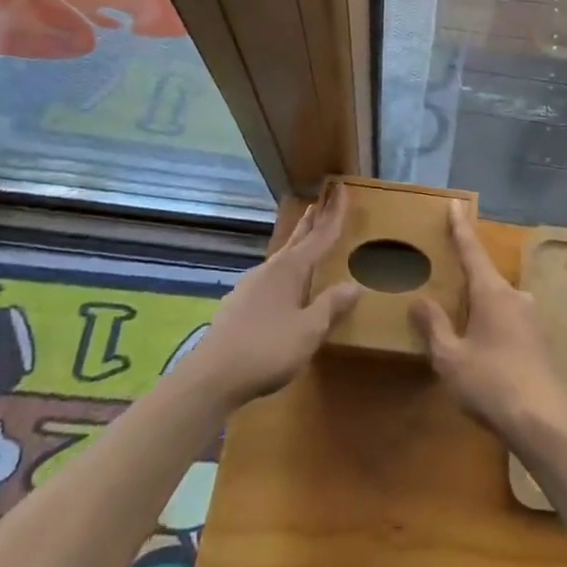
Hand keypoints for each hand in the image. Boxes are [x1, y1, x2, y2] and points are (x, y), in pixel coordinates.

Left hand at [186, 188, 361, 410]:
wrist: (212, 376)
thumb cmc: (267, 349)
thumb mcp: (308, 330)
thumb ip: (331, 306)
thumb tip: (354, 285)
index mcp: (290, 269)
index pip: (320, 236)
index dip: (334, 215)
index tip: (342, 189)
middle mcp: (270, 269)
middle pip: (296, 239)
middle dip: (311, 221)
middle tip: (321, 201)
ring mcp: (250, 285)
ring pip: (281, 256)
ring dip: (296, 243)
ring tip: (304, 237)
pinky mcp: (238, 304)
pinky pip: (269, 276)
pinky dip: (283, 268)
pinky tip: (281, 283)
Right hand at [411, 203, 566, 449]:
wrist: (544, 422)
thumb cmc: (491, 383)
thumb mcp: (451, 357)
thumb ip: (434, 326)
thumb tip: (420, 300)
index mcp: (492, 292)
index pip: (472, 250)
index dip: (460, 227)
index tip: (455, 203)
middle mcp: (515, 296)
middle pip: (486, 278)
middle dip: (466, 281)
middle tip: (446, 284)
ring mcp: (532, 319)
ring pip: (498, 303)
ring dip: (480, 310)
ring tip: (460, 326)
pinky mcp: (540, 342)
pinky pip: (509, 323)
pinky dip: (493, 327)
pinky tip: (483, 352)